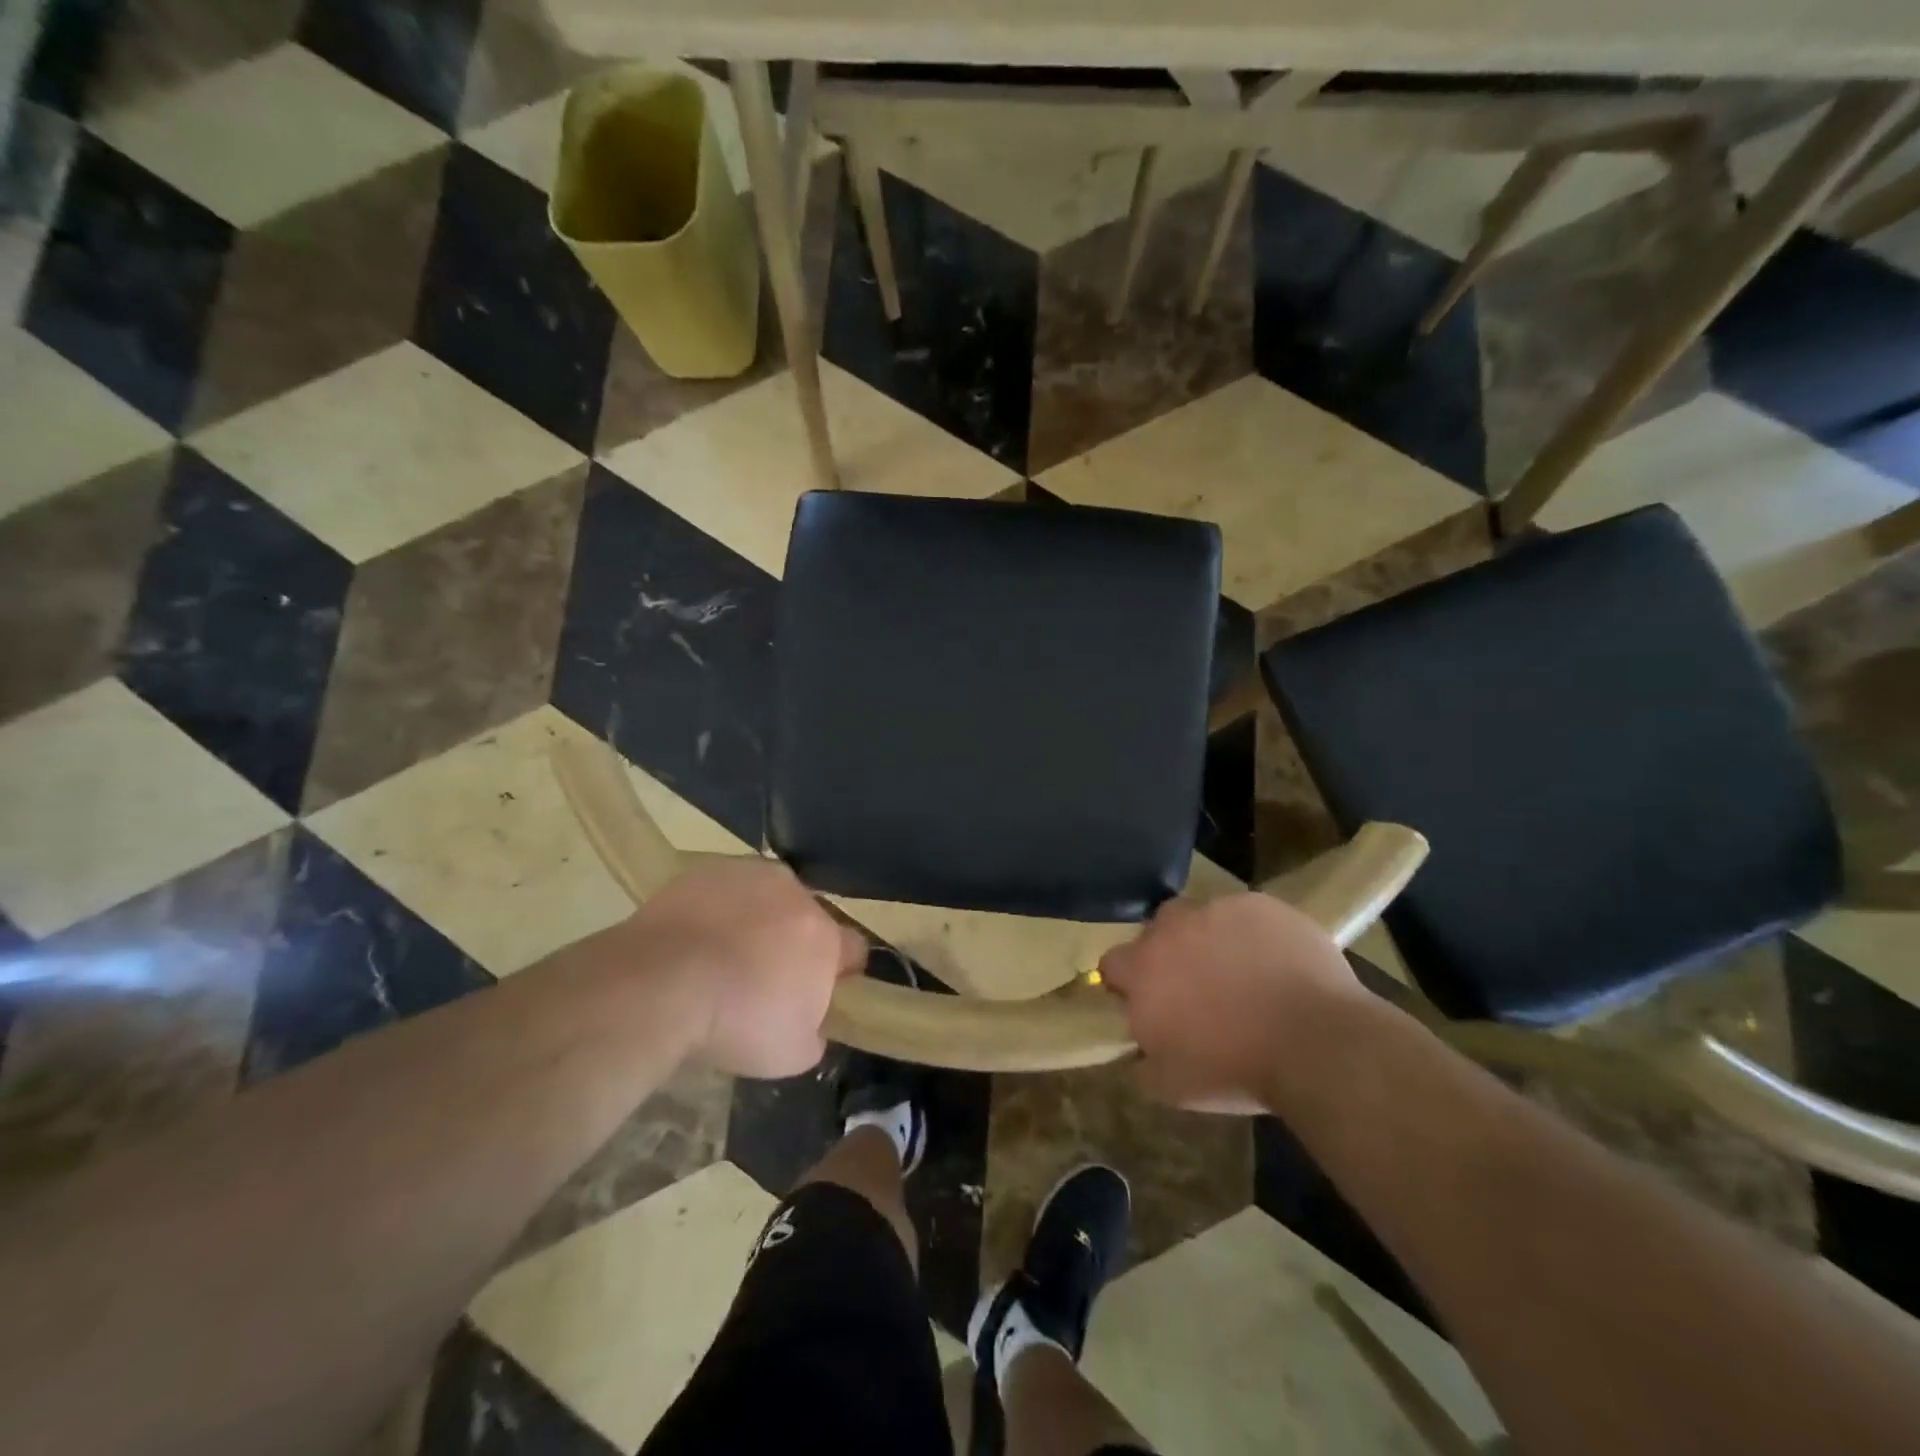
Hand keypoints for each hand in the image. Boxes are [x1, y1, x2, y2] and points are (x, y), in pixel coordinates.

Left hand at [629, 859, 867, 1077]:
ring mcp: (752, 875)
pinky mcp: (709, 867)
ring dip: (759, 919)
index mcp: (826, 937)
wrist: (659, 984)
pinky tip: (696, 934)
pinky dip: (720, 906)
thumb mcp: (791, 1055)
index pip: (853, 950)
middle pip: (808, 919)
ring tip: (724, 953)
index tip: (817, 994)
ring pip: (768, 897)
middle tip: (763, 978)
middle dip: (794, 943)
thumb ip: (815, 1034)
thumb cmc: (734, 1023)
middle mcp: (797, 895)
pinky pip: (727, 887)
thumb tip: (814, 1025)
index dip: (838, 973)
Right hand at [1099, 893, 1363, 1113]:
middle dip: (1170, 951)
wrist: (1315, 1043)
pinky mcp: (1262, 905)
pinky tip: (1276, 963)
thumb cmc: (1236, 1070)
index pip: (1112, 962)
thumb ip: (1143, 1062)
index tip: (1146, 1000)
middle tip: (1197, 985)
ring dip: (1211, 938)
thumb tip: (1138, 1052)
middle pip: (1158, 930)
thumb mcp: (1173, 1086)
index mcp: (1144, 969)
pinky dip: (1254, 934)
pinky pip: (1248, 914)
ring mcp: (1219, 910)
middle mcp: (1173, 929)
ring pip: (1204, 917)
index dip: (1126, 981)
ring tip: (1242, 972)